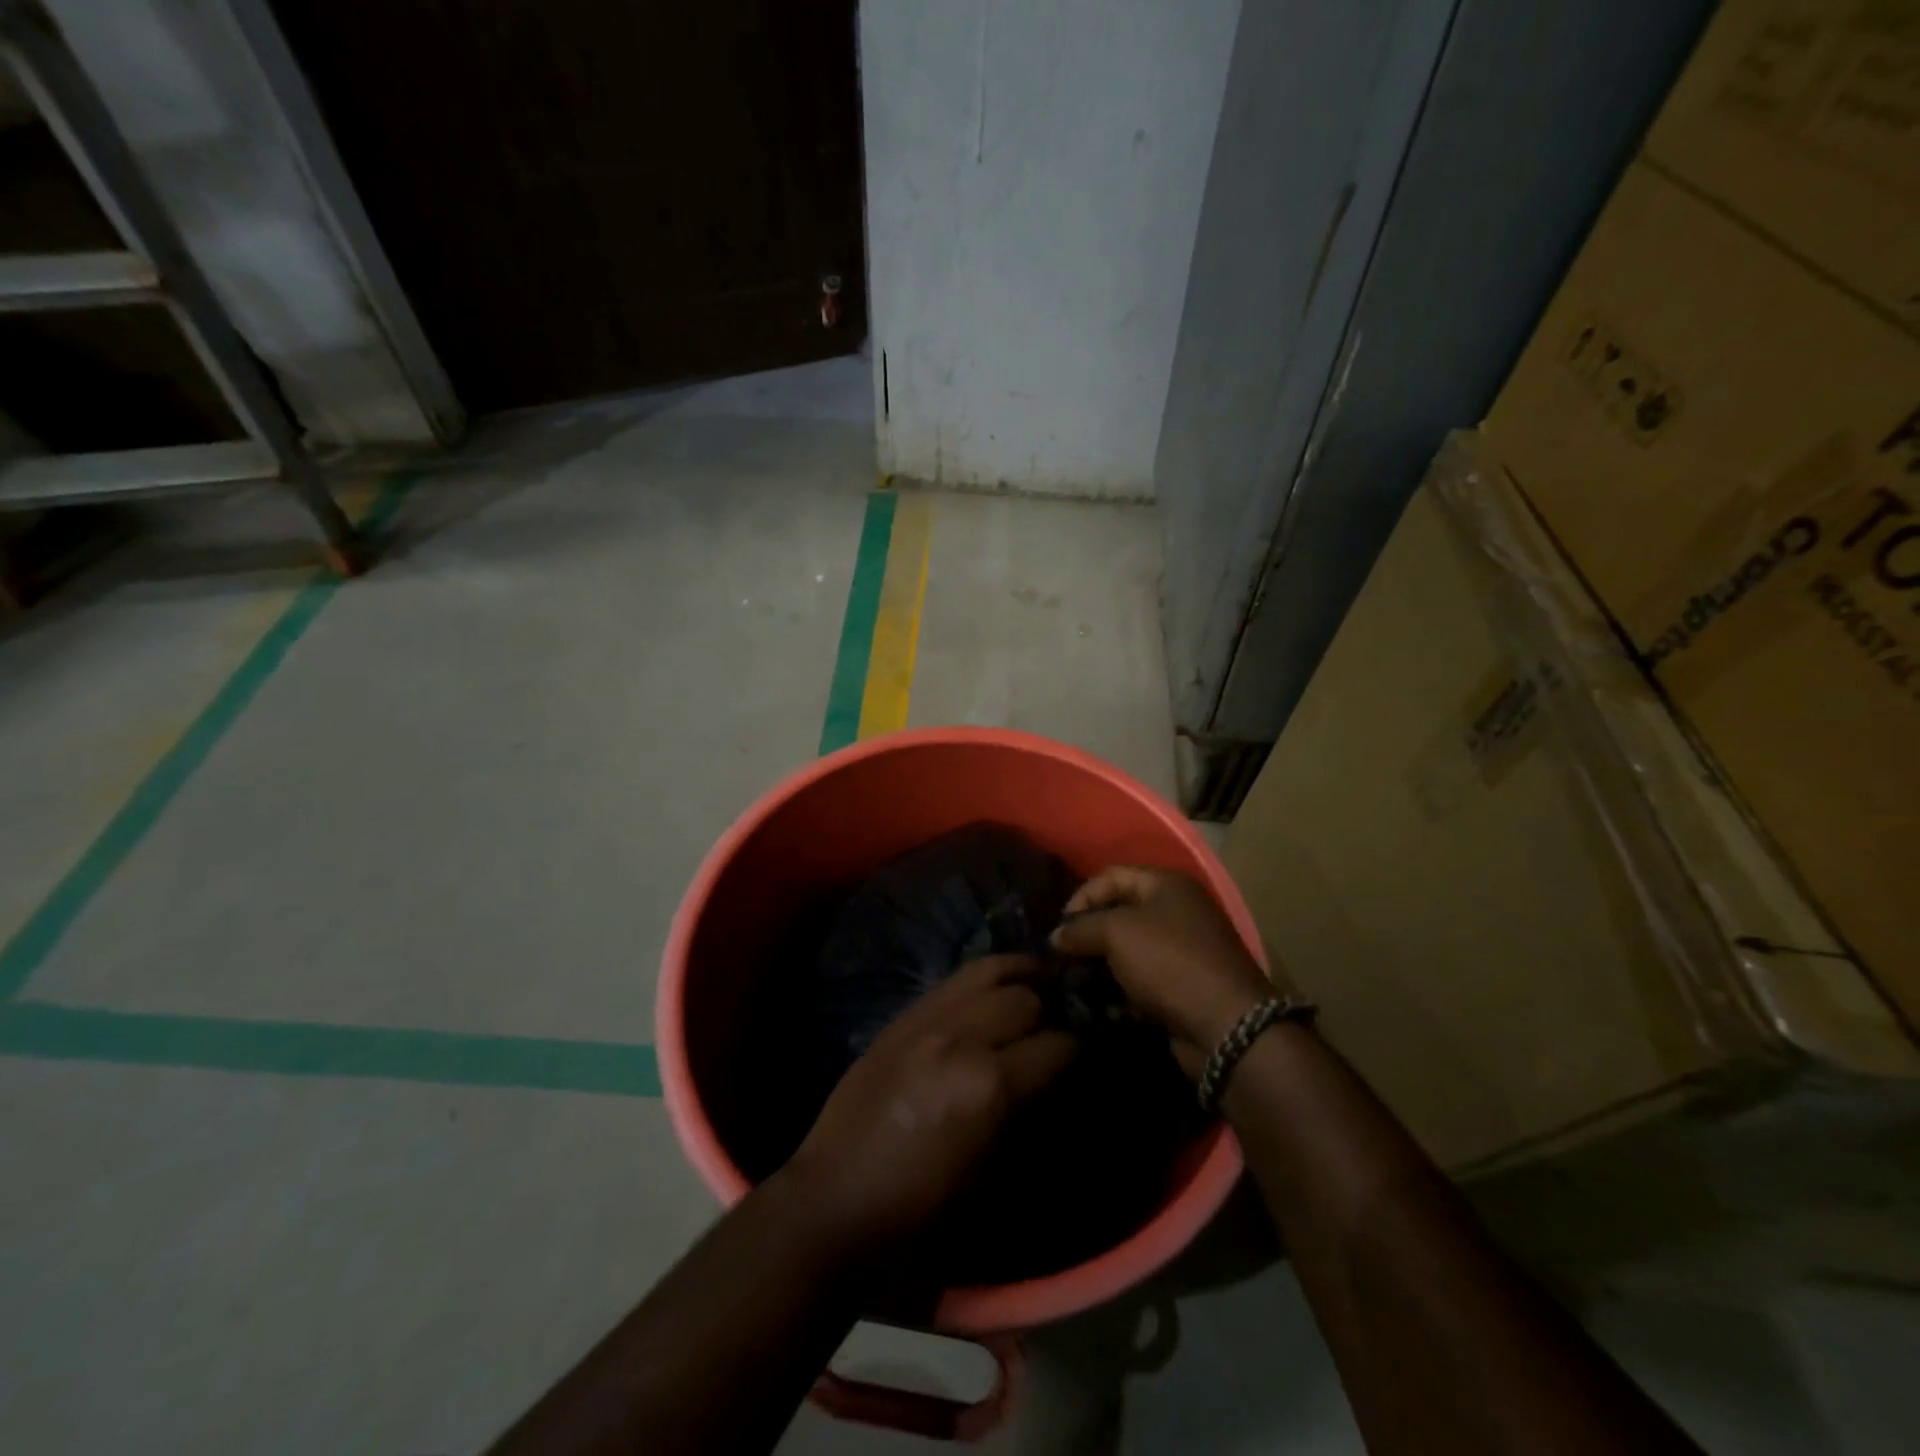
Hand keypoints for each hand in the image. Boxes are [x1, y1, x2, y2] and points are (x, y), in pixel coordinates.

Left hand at [780, 954, 1076, 1256]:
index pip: (1057, 1046)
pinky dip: (983, 979)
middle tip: (1056, 1028)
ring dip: (1019, 979)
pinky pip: (953, 980)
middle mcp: (961, 1038)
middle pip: (1026, 999)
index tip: (1086, 1055)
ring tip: (1037, 983)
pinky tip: (993, 989)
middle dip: (1050, 1012)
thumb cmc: (918, 1214)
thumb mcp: (990, 1174)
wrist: (833, 1202)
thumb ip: (1025, 1115)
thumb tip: (1053, 1082)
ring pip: (989, 972)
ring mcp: (926, 1020)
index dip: (1079, 1050)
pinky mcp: (902, 1017)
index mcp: (988, 1085)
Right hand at [1050, 867, 1270, 1076]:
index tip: (1059, 928)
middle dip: (1088, 934)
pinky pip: (1140, 979)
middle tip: (1063, 957)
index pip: (1110, 876)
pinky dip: (1119, 989)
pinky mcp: (1181, 985)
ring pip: (1127, 950)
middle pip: (1119, 912)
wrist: (1225, 1025)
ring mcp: (1181, 950)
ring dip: (1100, 965)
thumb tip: (1056, 936)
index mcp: (1166, 884)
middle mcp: (1176, 910)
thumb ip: (1081, 928)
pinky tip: (1100, 1004)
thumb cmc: (1169, 961)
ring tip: (1076, 982)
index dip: (1081, 897)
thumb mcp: (1117, 933)